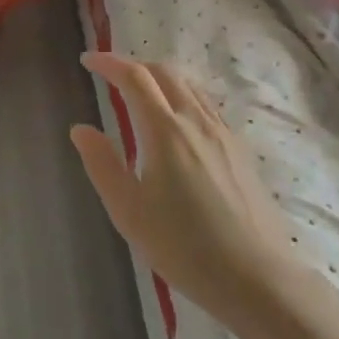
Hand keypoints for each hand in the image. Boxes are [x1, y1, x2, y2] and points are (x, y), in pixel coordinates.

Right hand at [71, 53, 304, 326]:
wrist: (257, 278)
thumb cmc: (183, 246)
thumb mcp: (128, 210)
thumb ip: (102, 163)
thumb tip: (80, 128)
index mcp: (165, 131)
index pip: (134, 78)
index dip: (109, 63)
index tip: (88, 60)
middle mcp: (196, 121)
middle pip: (165, 72)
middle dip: (135, 64)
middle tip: (111, 75)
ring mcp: (223, 133)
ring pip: (190, 86)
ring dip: (161, 77)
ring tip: (140, 94)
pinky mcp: (240, 150)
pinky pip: (206, 105)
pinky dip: (182, 96)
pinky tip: (176, 122)